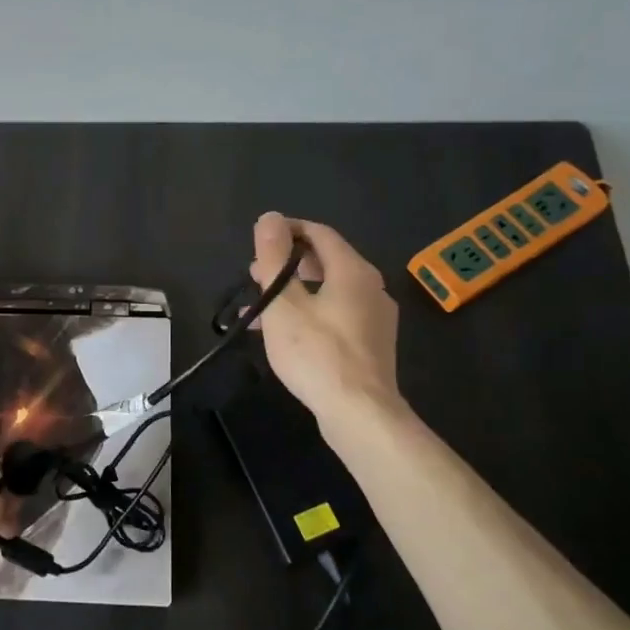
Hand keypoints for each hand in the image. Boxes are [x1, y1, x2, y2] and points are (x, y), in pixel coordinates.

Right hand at [249, 212, 402, 426]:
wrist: (359, 413)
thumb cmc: (316, 353)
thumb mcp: (283, 304)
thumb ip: (273, 258)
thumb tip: (269, 217)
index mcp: (353, 270)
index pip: (319, 233)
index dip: (287, 230)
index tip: (258, 240)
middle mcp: (371, 287)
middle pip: (325, 261)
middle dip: (286, 263)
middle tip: (254, 275)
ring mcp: (375, 317)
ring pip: (329, 290)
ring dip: (293, 292)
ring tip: (259, 308)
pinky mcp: (371, 343)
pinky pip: (336, 314)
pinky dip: (308, 313)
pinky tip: (284, 334)